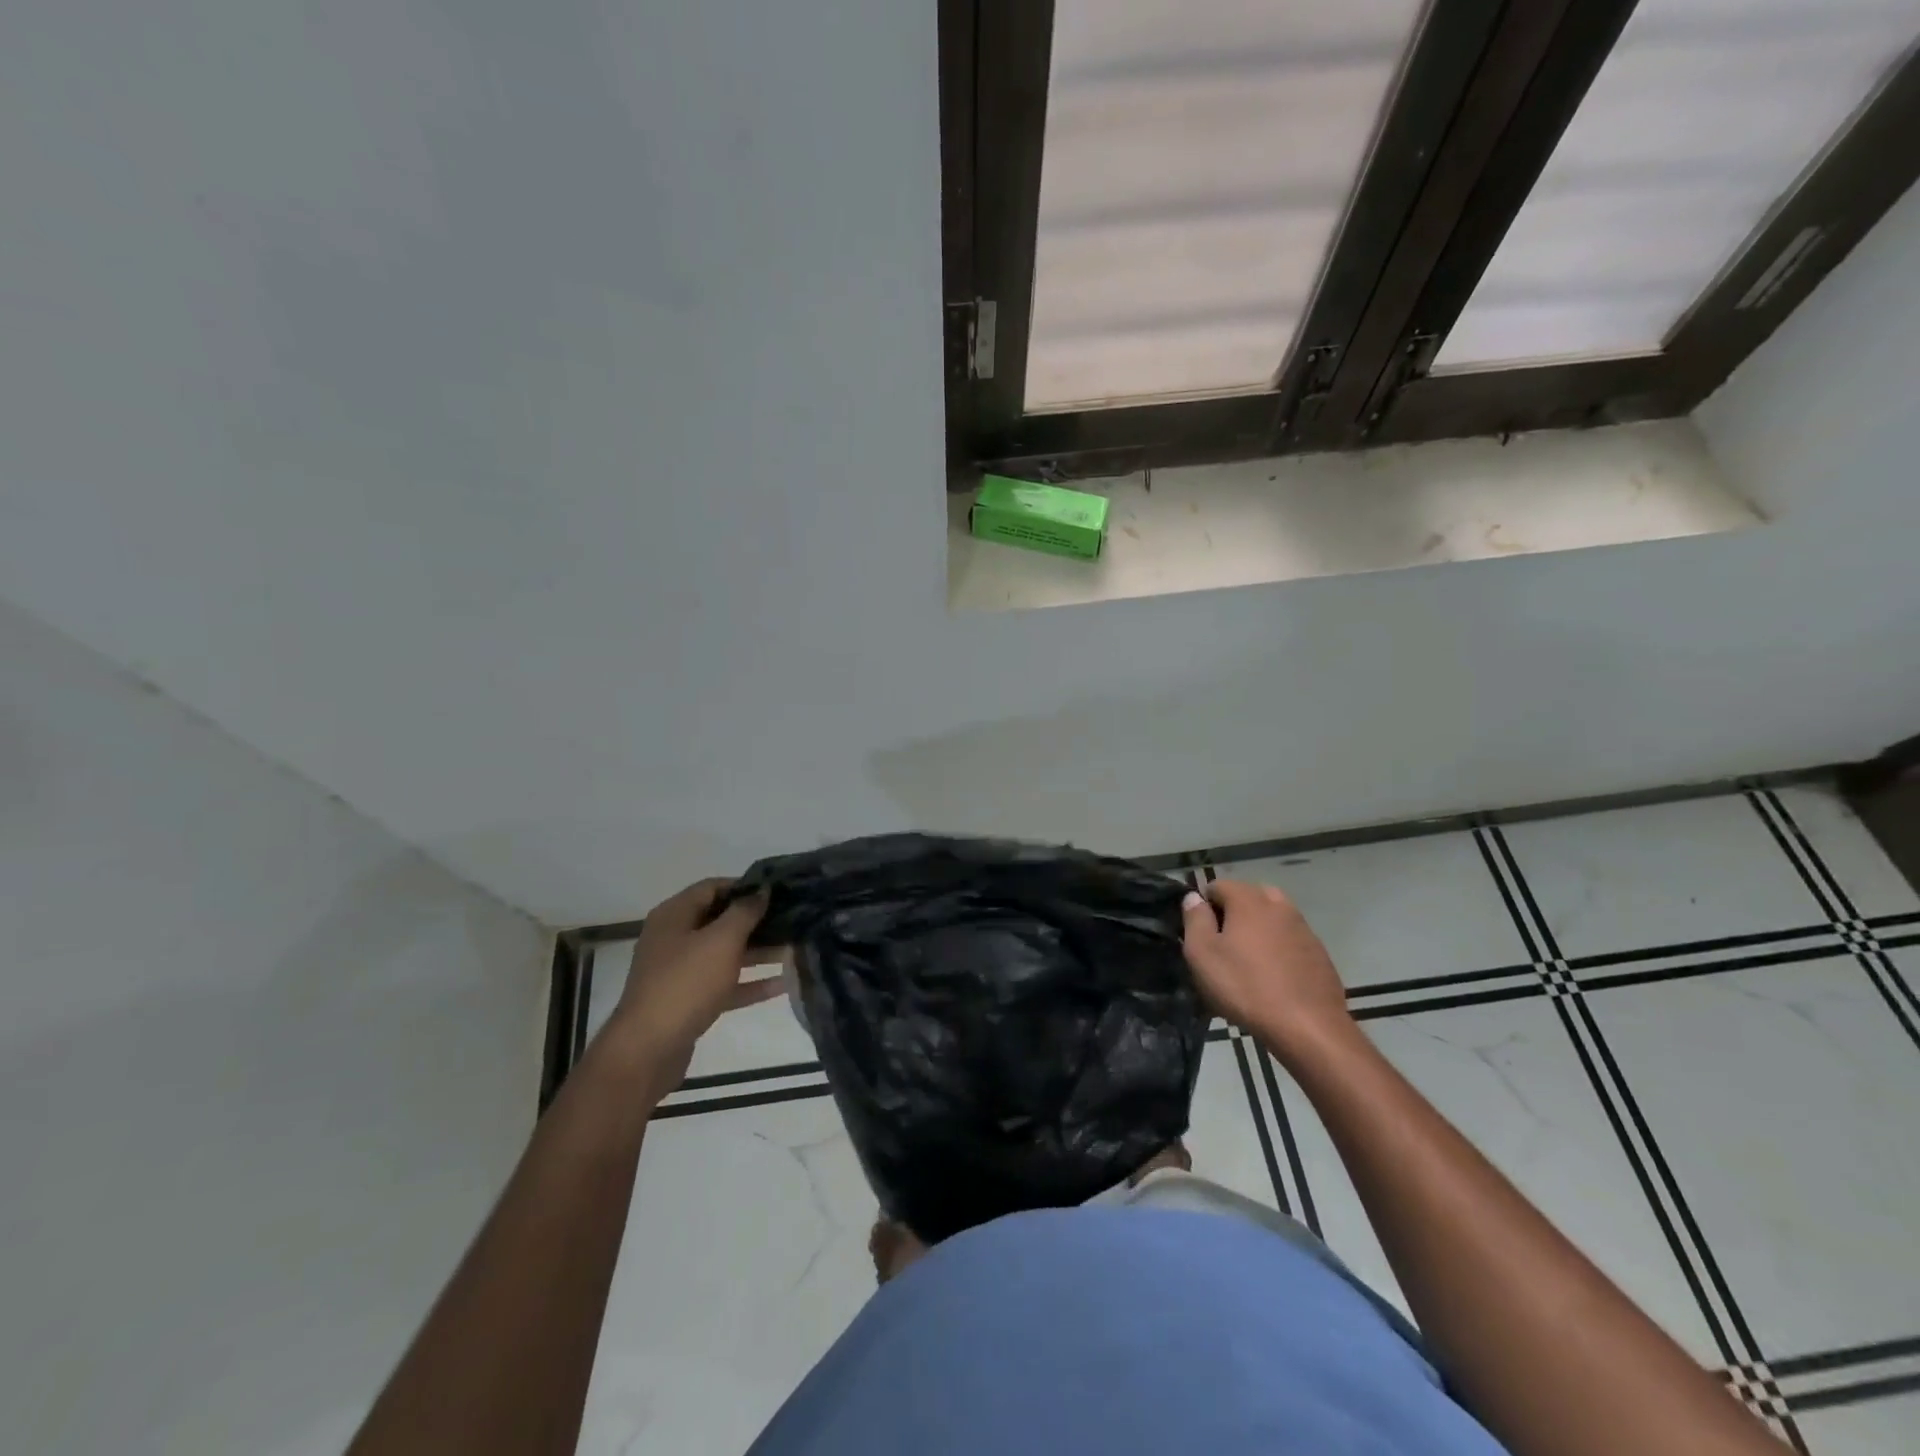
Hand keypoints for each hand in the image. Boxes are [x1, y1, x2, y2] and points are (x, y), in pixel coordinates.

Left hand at [607, 878, 782, 1091]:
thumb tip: (762, 890)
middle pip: (720, 921)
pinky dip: (749, 983)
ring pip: (725, 954)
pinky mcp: (688, 1002)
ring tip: (794, 949)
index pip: (712, 887)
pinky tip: (782, 984)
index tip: (778, 891)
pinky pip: (724, 984)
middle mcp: (674, 939)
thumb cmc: (686, 983)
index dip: (745, 886)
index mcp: (674, 916)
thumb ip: (745, 912)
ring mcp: (680, 972)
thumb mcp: (721, 940)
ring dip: (758, 952)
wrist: (648, 1049)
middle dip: (756, 921)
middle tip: (793, 920)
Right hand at [1181, 880, 1352, 1060]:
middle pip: (1248, 897)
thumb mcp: (1203, 954)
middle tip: (1223, 946)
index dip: (1203, 906)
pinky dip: (1279, 949)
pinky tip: (1273, 978)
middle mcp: (1279, 905)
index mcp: (1248, 900)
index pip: (1217, 886)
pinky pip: (1291, 940)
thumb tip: (1193, 897)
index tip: (1200, 934)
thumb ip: (1195, 919)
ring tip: (1248, 963)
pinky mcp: (1319, 953)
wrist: (1309, 1028)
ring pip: (1272, 918)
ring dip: (1258, 930)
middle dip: (1233, 914)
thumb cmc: (1246, 987)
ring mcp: (1303, 928)